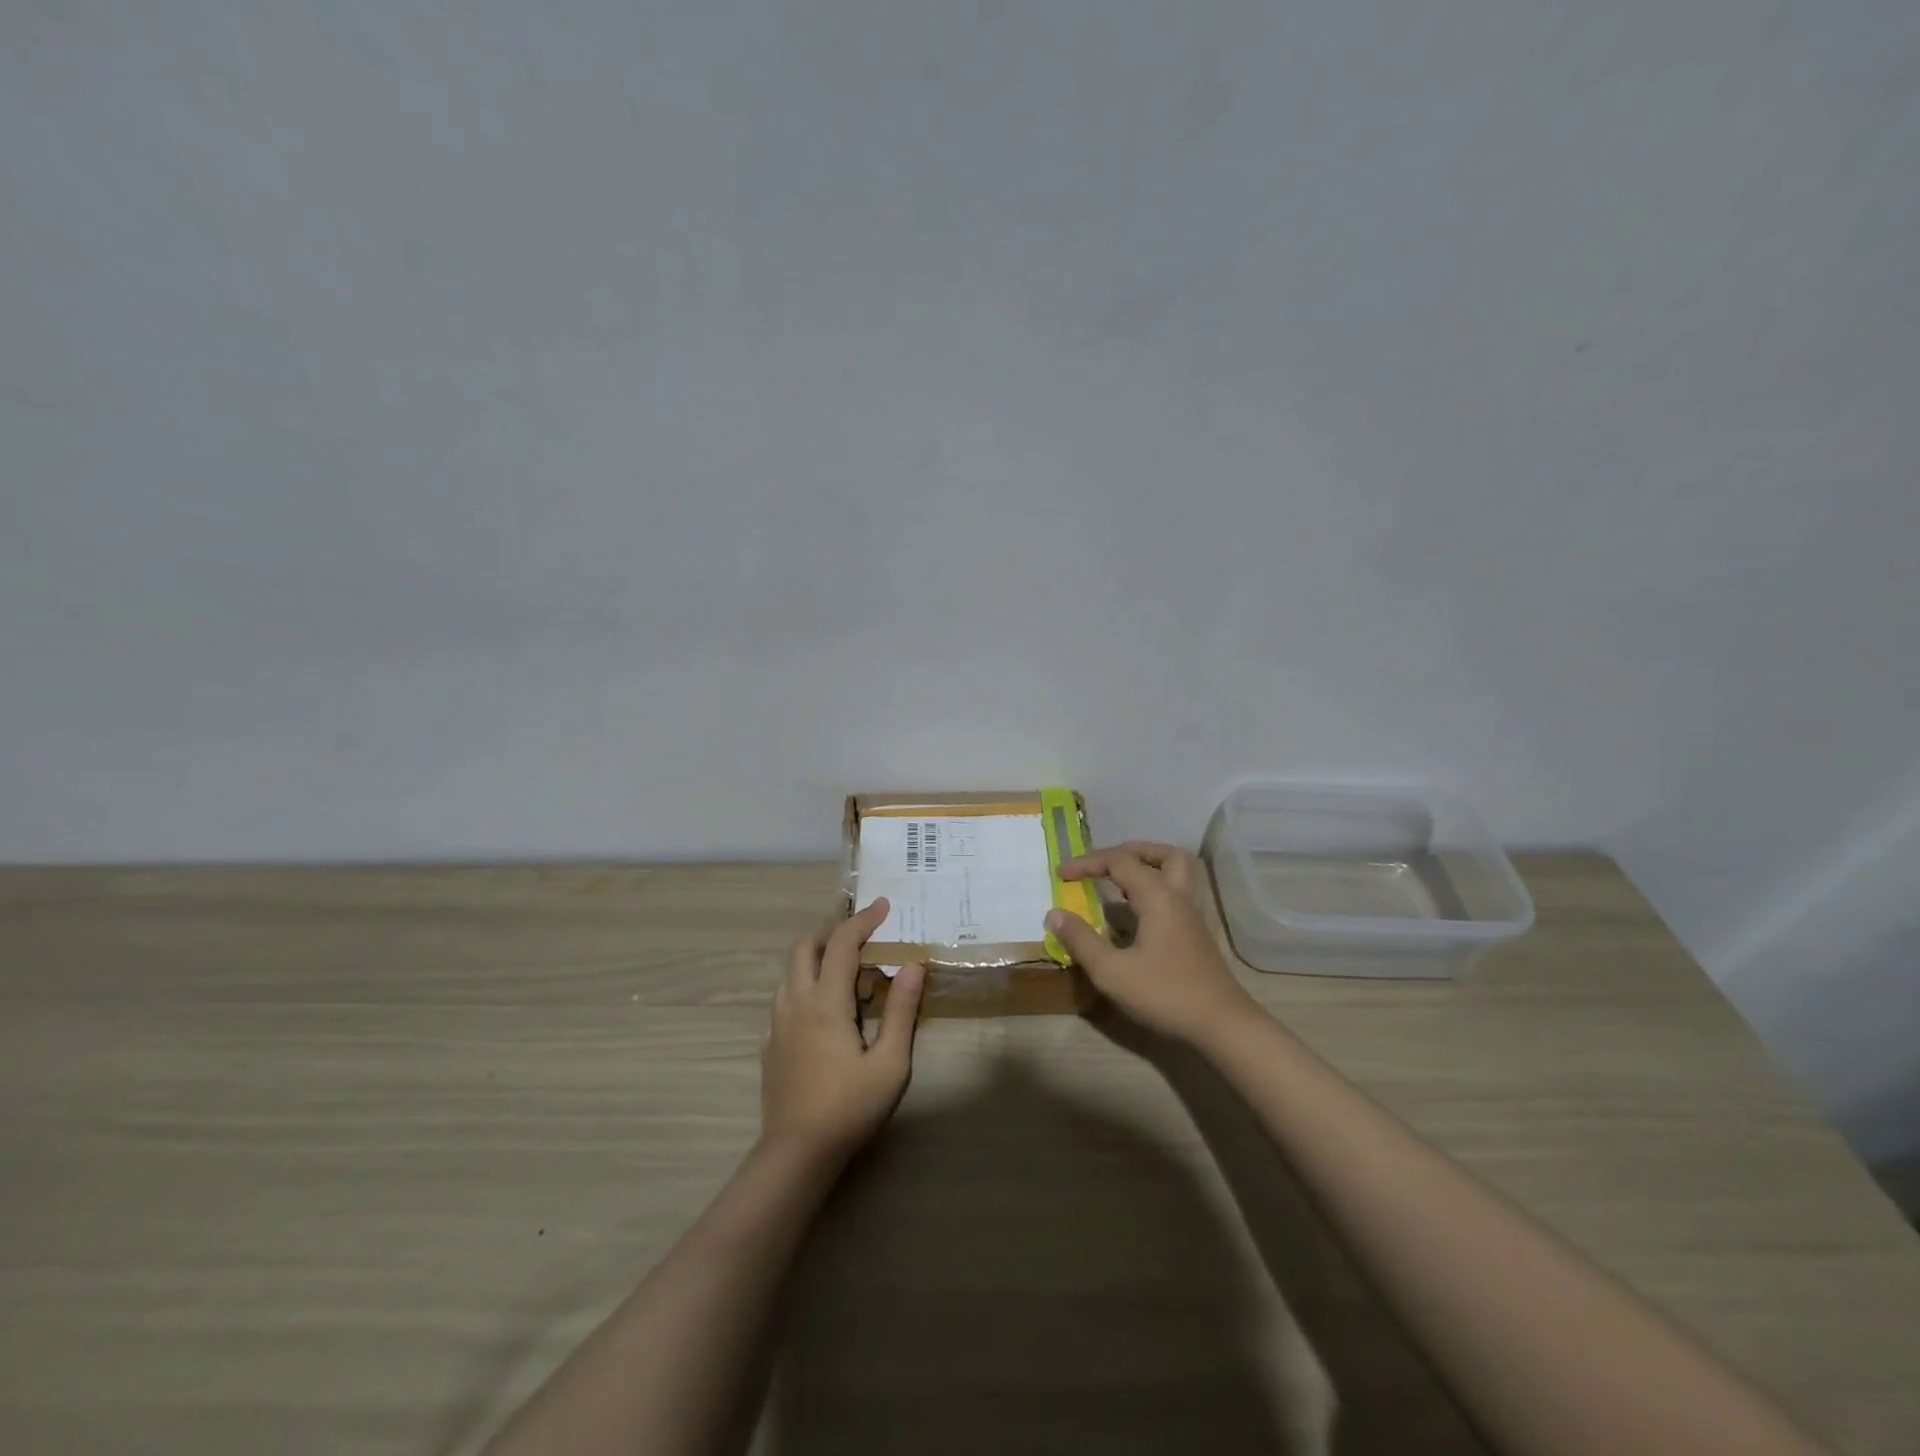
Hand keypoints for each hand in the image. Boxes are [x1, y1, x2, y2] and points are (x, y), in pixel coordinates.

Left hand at [761, 898, 925, 1161]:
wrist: (796, 1154)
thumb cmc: (849, 1108)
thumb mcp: (890, 1064)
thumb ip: (901, 1012)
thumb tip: (912, 966)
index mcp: (826, 1003)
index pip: (841, 944)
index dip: (862, 919)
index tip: (882, 905)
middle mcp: (796, 1003)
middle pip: (804, 946)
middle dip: (831, 929)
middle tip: (859, 931)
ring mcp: (777, 1023)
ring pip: (790, 971)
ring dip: (815, 955)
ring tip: (845, 967)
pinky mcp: (770, 1044)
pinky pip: (785, 996)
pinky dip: (804, 982)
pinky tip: (824, 1007)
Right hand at [1047, 842, 1255, 1043]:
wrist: (1222, 1025)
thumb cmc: (1165, 994)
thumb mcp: (1112, 972)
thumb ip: (1081, 939)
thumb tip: (1054, 913)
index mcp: (1157, 896)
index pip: (1119, 861)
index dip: (1087, 862)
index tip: (1060, 874)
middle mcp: (1178, 897)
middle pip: (1163, 854)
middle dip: (1130, 851)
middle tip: (1104, 864)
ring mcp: (1192, 915)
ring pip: (1177, 872)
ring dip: (1149, 866)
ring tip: (1120, 881)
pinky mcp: (1196, 934)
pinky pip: (1177, 893)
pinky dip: (1155, 889)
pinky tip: (1137, 914)